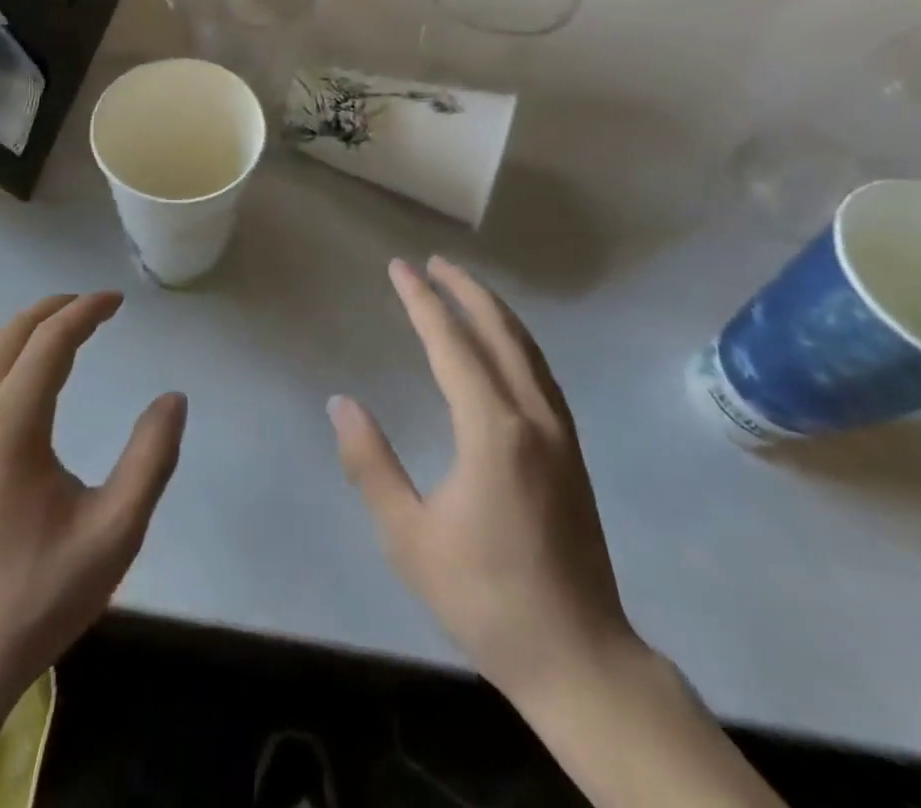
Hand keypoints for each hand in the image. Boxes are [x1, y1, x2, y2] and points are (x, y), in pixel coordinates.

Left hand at [0, 292, 186, 718]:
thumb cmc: (35, 598)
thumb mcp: (114, 535)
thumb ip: (150, 459)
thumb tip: (172, 399)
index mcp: (10, 424)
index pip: (51, 340)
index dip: (87, 311)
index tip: (117, 301)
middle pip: (12, 333)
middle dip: (56, 309)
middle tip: (95, 306)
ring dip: (26, 329)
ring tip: (64, 330)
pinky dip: (1, 354)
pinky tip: (20, 376)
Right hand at [328, 257, 639, 704]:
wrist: (579, 658)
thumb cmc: (485, 596)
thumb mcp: (409, 536)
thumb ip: (371, 463)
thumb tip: (341, 403)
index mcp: (493, 431)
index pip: (452, 345)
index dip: (423, 302)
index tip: (400, 268)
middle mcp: (532, 418)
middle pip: (499, 333)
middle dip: (464, 290)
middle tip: (432, 262)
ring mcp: (560, 433)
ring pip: (527, 350)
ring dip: (493, 311)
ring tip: (462, 286)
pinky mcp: (571, 452)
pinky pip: (540, 373)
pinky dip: (515, 341)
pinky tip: (501, 345)